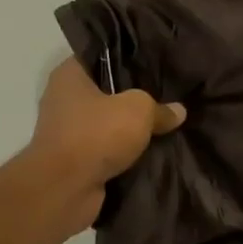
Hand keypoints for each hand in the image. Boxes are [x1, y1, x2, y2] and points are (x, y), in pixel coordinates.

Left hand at [26, 59, 184, 231]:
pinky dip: (124, 151)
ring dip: (130, 127)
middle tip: (168, 94)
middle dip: (134, 95)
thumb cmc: (96, 134)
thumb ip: (160, 108)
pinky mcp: (75, 159)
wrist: (65, 189)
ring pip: (108, 122)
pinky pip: (107, 148)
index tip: (156, 62)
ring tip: (165, 123)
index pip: (101, 55)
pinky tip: (151, 150)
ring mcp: (67, 131)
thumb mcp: (139, 110)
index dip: (129, 57)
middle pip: (106, 90)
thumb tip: (178, 111)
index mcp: (70, 75)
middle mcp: (64, 99)